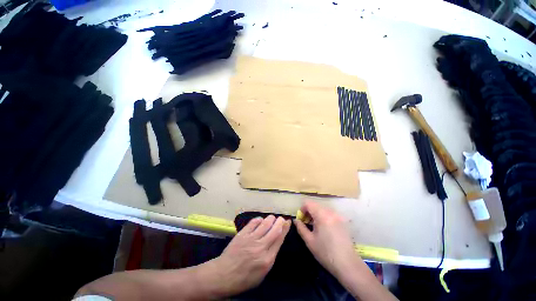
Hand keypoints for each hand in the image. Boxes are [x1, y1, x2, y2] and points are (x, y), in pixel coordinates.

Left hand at [211, 215, 290, 295]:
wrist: (224, 275)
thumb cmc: (244, 278)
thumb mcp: (262, 274)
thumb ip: (270, 257)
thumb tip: (275, 242)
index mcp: (268, 259)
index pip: (280, 239)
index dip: (285, 229)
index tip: (288, 222)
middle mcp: (261, 247)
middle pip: (274, 229)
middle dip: (280, 221)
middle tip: (281, 218)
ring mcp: (251, 239)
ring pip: (265, 224)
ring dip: (270, 219)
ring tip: (272, 218)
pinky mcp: (243, 234)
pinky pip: (253, 223)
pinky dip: (258, 219)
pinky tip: (260, 219)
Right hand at [294, 202, 359, 277]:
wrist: (348, 264)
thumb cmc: (326, 253)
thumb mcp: (309, 241)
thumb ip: (300, 228)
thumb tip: (296, 220)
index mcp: (321, 215)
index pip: (308, 203)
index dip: (302, 209)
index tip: (301, 220)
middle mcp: (330, 211)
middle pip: (315, 204)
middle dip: (309, 211)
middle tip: (307, 223)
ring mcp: (337, 215)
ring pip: (322, 208)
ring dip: (316, 213)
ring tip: (315, 226)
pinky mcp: (342, 220)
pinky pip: (329, 213)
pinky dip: (323, 216)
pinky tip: (324, 228)